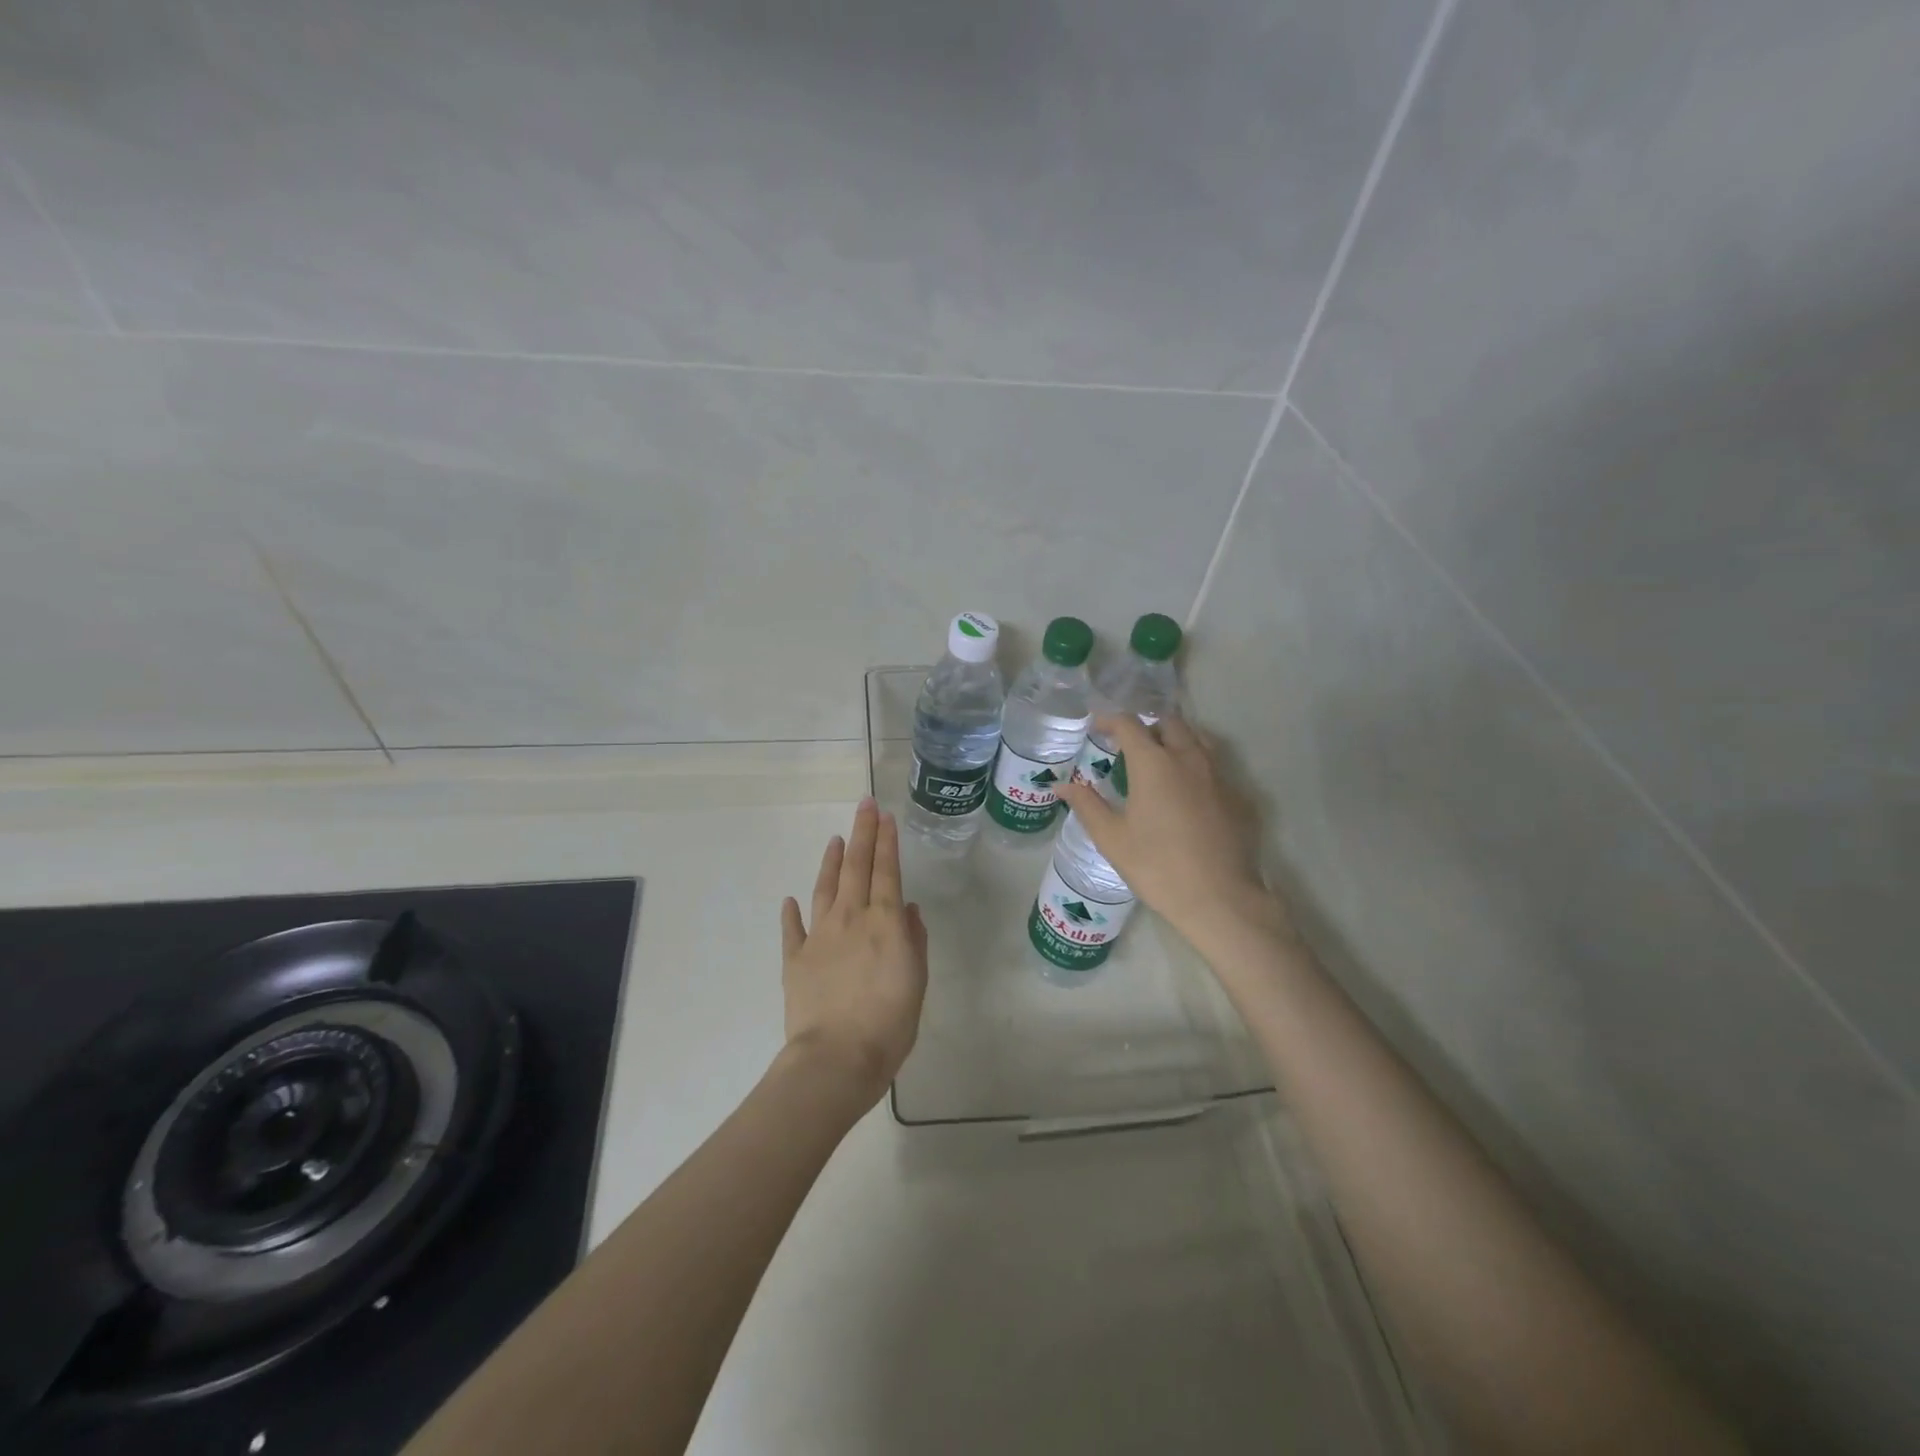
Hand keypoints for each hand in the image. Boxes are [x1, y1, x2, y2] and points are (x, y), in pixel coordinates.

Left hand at [779, 798, 929, 1108]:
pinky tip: (790, 898)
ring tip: (836, 839)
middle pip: (856, 868)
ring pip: (825, 888)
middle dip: (862, 834)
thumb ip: (914, 941)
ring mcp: (819, 936)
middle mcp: (851, 918)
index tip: (884, 816)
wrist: (836, 1058)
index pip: (887, 871)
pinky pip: (793, 929)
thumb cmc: (889, 1024)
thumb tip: (908, 909)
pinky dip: (791, 912)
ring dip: (831, 861)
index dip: (886, 841)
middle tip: (864, 806)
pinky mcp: (795, 959)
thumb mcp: (917, 982)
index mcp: (884, 922)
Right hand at [1056, 714, 1290, 952]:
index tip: (1097, 728)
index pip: (1129, 724)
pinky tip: (1188, 792)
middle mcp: (1188, 758)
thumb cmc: (1157, 867)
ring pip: (1198, 739)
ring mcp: (1219, 775)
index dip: (1110, 721)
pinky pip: (1216, 767)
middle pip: (1169, 723)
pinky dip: (1197, 766)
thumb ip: (1087, 805)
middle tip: (1129, 746)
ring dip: (1176, 739)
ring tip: (1160, 760)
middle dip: (1147, 727)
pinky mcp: (1239, 796)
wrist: (1220, 899)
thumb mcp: (1112, 839)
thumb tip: (1061, 785)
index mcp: (1153, 763)